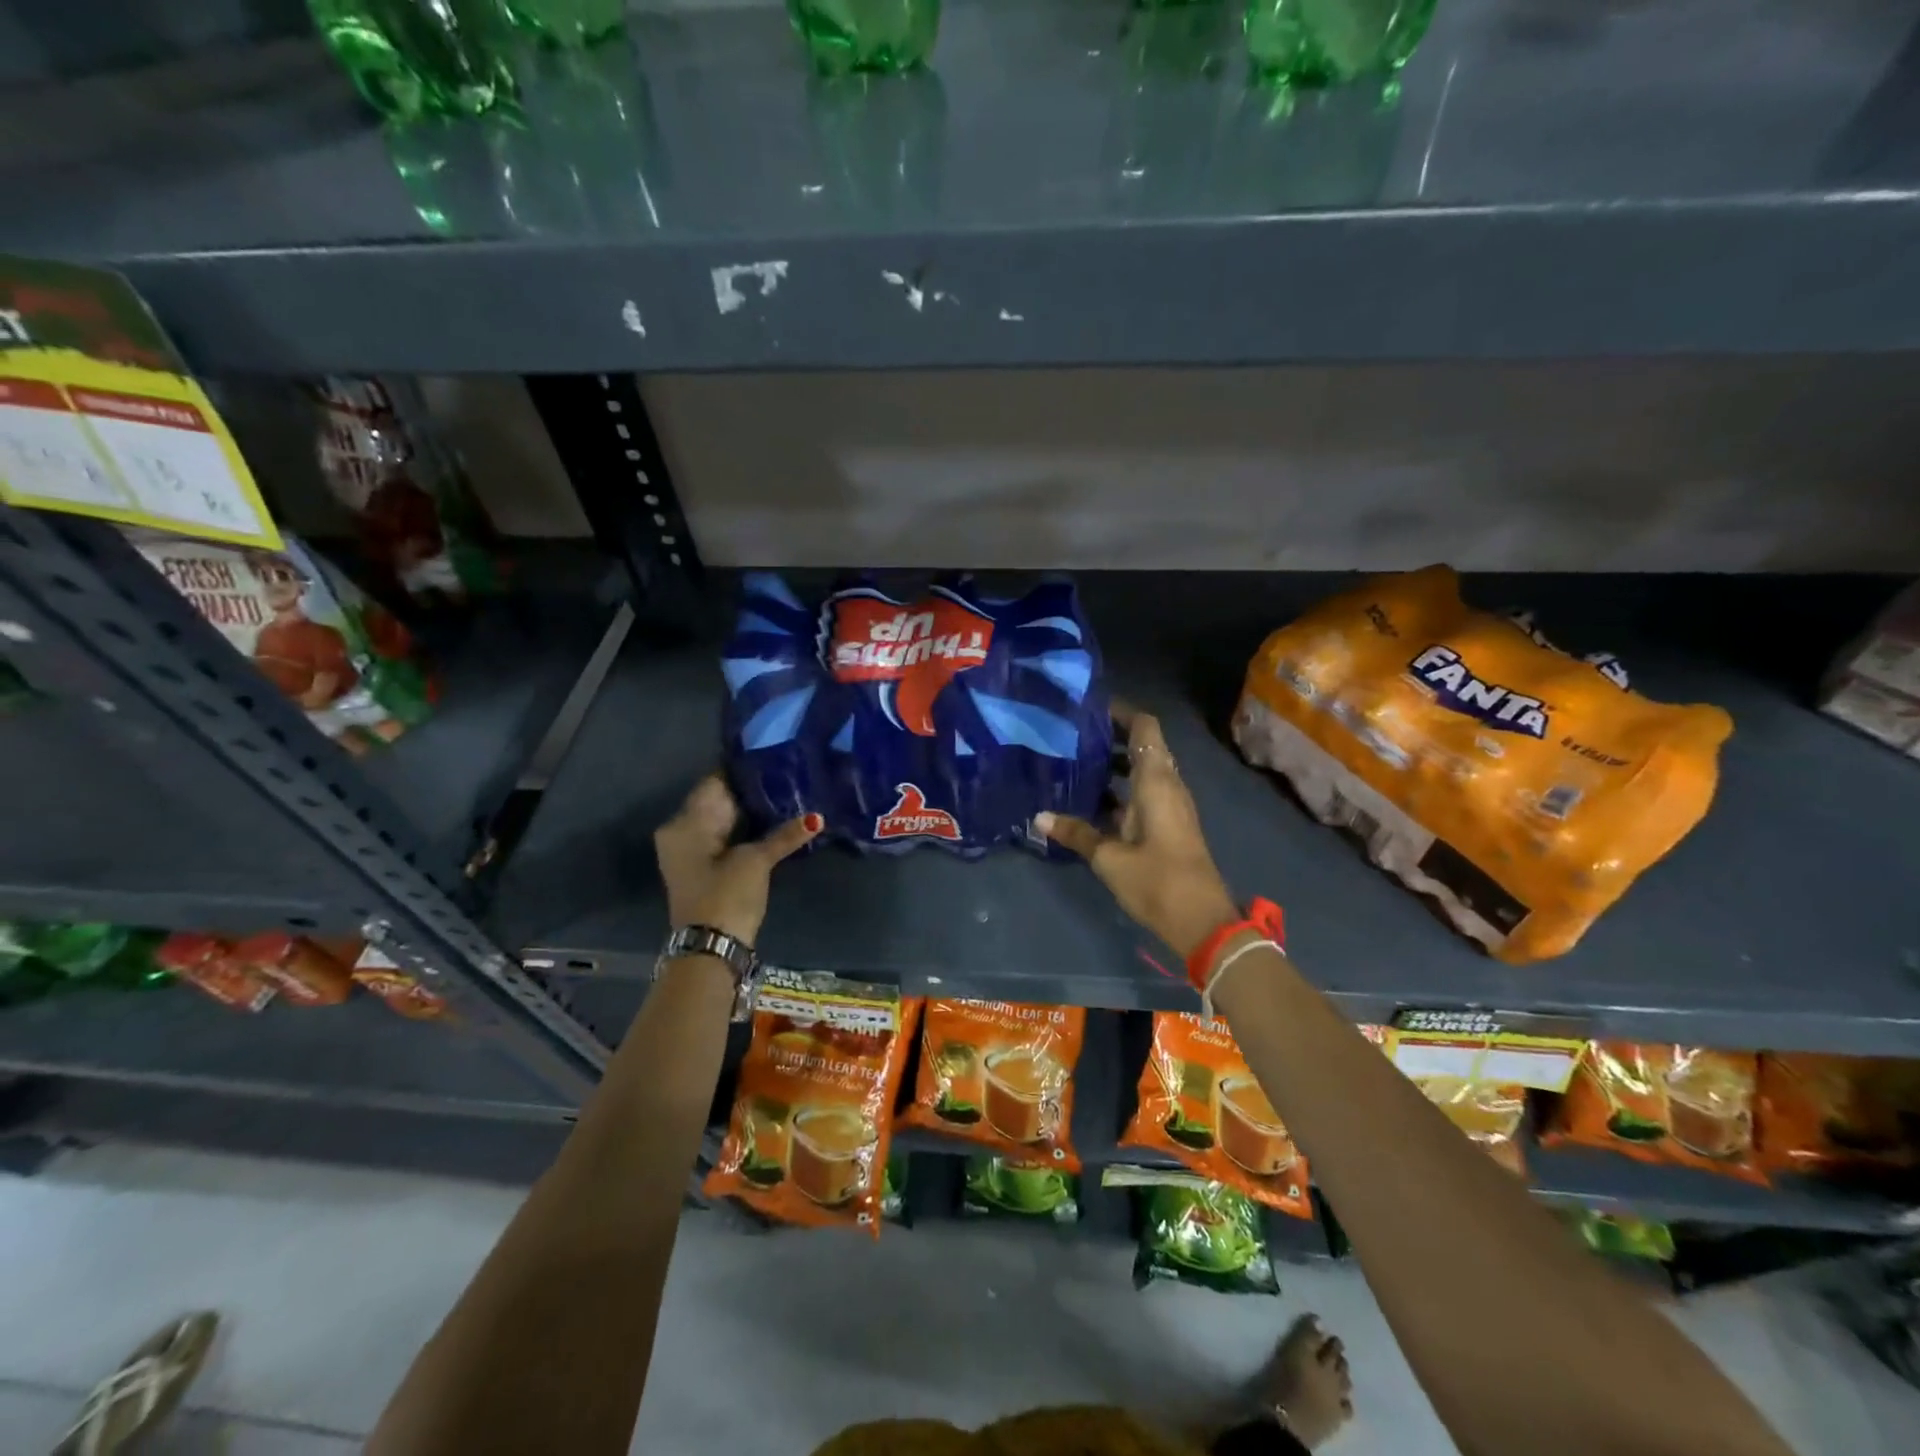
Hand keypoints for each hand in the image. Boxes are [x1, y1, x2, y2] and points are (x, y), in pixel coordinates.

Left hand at [654, 775, 820, 946]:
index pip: (715, 782)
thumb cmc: (726, 895)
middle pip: (718, 800)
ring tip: (787, 792)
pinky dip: (745, 829)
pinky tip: (773, 821)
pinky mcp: (703, 866)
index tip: (773, 757)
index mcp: (684, 823)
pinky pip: (724, 836)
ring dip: (750, 810)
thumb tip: (817, 817)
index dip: (744, 770)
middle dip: (751, 790)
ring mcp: (690, 850)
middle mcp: (680, 831)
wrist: (710, 948)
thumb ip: (784, 835)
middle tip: (787, 773)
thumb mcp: (756, 861)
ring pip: (723, 819)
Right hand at [1036, 705, 1238, 956]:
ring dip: (1115, 763)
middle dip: (1112, 735)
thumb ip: (1076, 833)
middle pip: (1144, 746)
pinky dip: (1120, 788)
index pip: (1144, 728)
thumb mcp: (1109, 857)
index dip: (1121, 712)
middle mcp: (1167, 785)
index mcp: (1157, 781)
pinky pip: (1143, 793)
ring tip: (1075, 760)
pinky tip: (1091, 799)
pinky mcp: (1168, 825)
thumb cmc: (1157, 880)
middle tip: (1072, 733)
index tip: (1089, 707)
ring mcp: (1170, 806)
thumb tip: (1039, 817)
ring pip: (1142, 771)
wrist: (1202, 922)